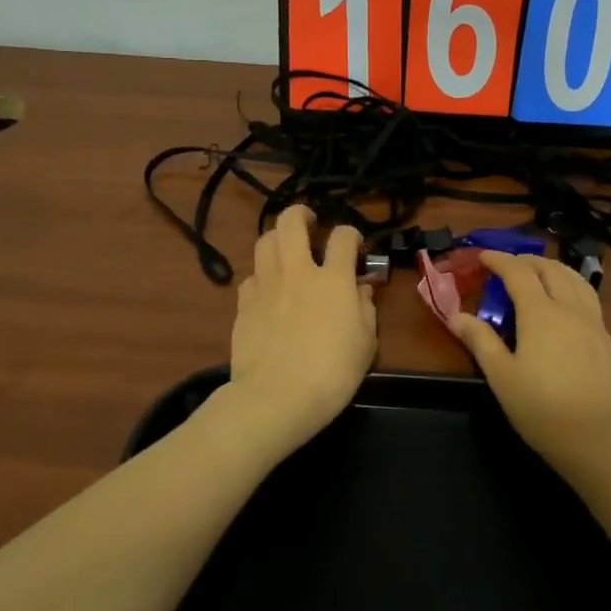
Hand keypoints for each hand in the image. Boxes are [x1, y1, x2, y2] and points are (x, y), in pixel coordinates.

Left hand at [225, 205, 377, 455]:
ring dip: (278, 239)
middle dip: (302, 214)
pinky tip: (268, 290)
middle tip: (310, 223)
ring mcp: (266, 285)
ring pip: (265, 241)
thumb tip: (361, 290)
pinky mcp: (244, 304)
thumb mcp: (366, 344)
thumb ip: (365, 309)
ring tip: (287, 251)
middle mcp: (297, 272)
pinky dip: (262, 276)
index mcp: (332, 279)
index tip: (355, 248)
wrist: (277, 397)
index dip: (352, 235)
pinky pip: (251, 276)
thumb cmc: (332, 373)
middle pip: (291, 222)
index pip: (344, 236)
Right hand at [455, 251, 610, 476]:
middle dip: (529, 260)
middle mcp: (572, 310)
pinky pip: (594, 309)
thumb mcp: (501, 377)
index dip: (500, 260)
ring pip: (579, 283)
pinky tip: (570, 318)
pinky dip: (576, 299)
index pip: (518, 273)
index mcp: (541, 313)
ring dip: (557, 271)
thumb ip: (480, 341)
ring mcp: (598, 326)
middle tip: (511, 265)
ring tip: (543, 276)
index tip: (484, 255)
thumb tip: (456, 315)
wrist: (600, 441)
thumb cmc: (542, 409)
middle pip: (552, 270)